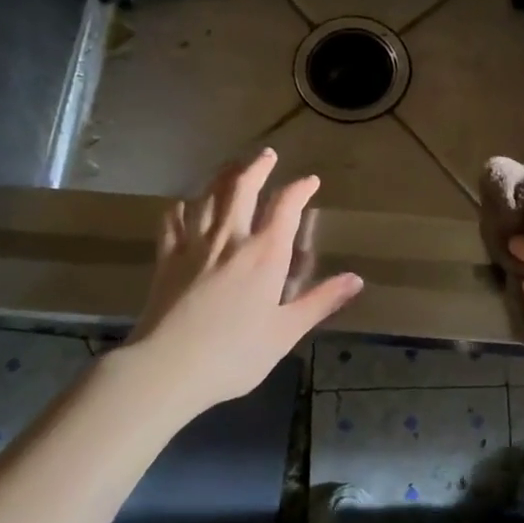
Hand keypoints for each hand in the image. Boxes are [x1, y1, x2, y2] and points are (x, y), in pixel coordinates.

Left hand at [123, 150, 362, 416]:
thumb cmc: (235, 354)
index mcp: (265, 254)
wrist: (167, 367)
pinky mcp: (167, 259)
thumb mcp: (286, 332)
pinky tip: (182, 206)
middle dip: (257, 167)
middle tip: (267, 154)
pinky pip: (172, 222)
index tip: (310, 181)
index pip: (285, 207)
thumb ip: (320, 301)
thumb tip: (356, 279)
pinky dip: (180, 208)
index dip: (300, 189)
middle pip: (243, 188)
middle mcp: (230, 239)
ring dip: (222, 177)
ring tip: (231, 167)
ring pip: (208, 197)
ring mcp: (194, 246)